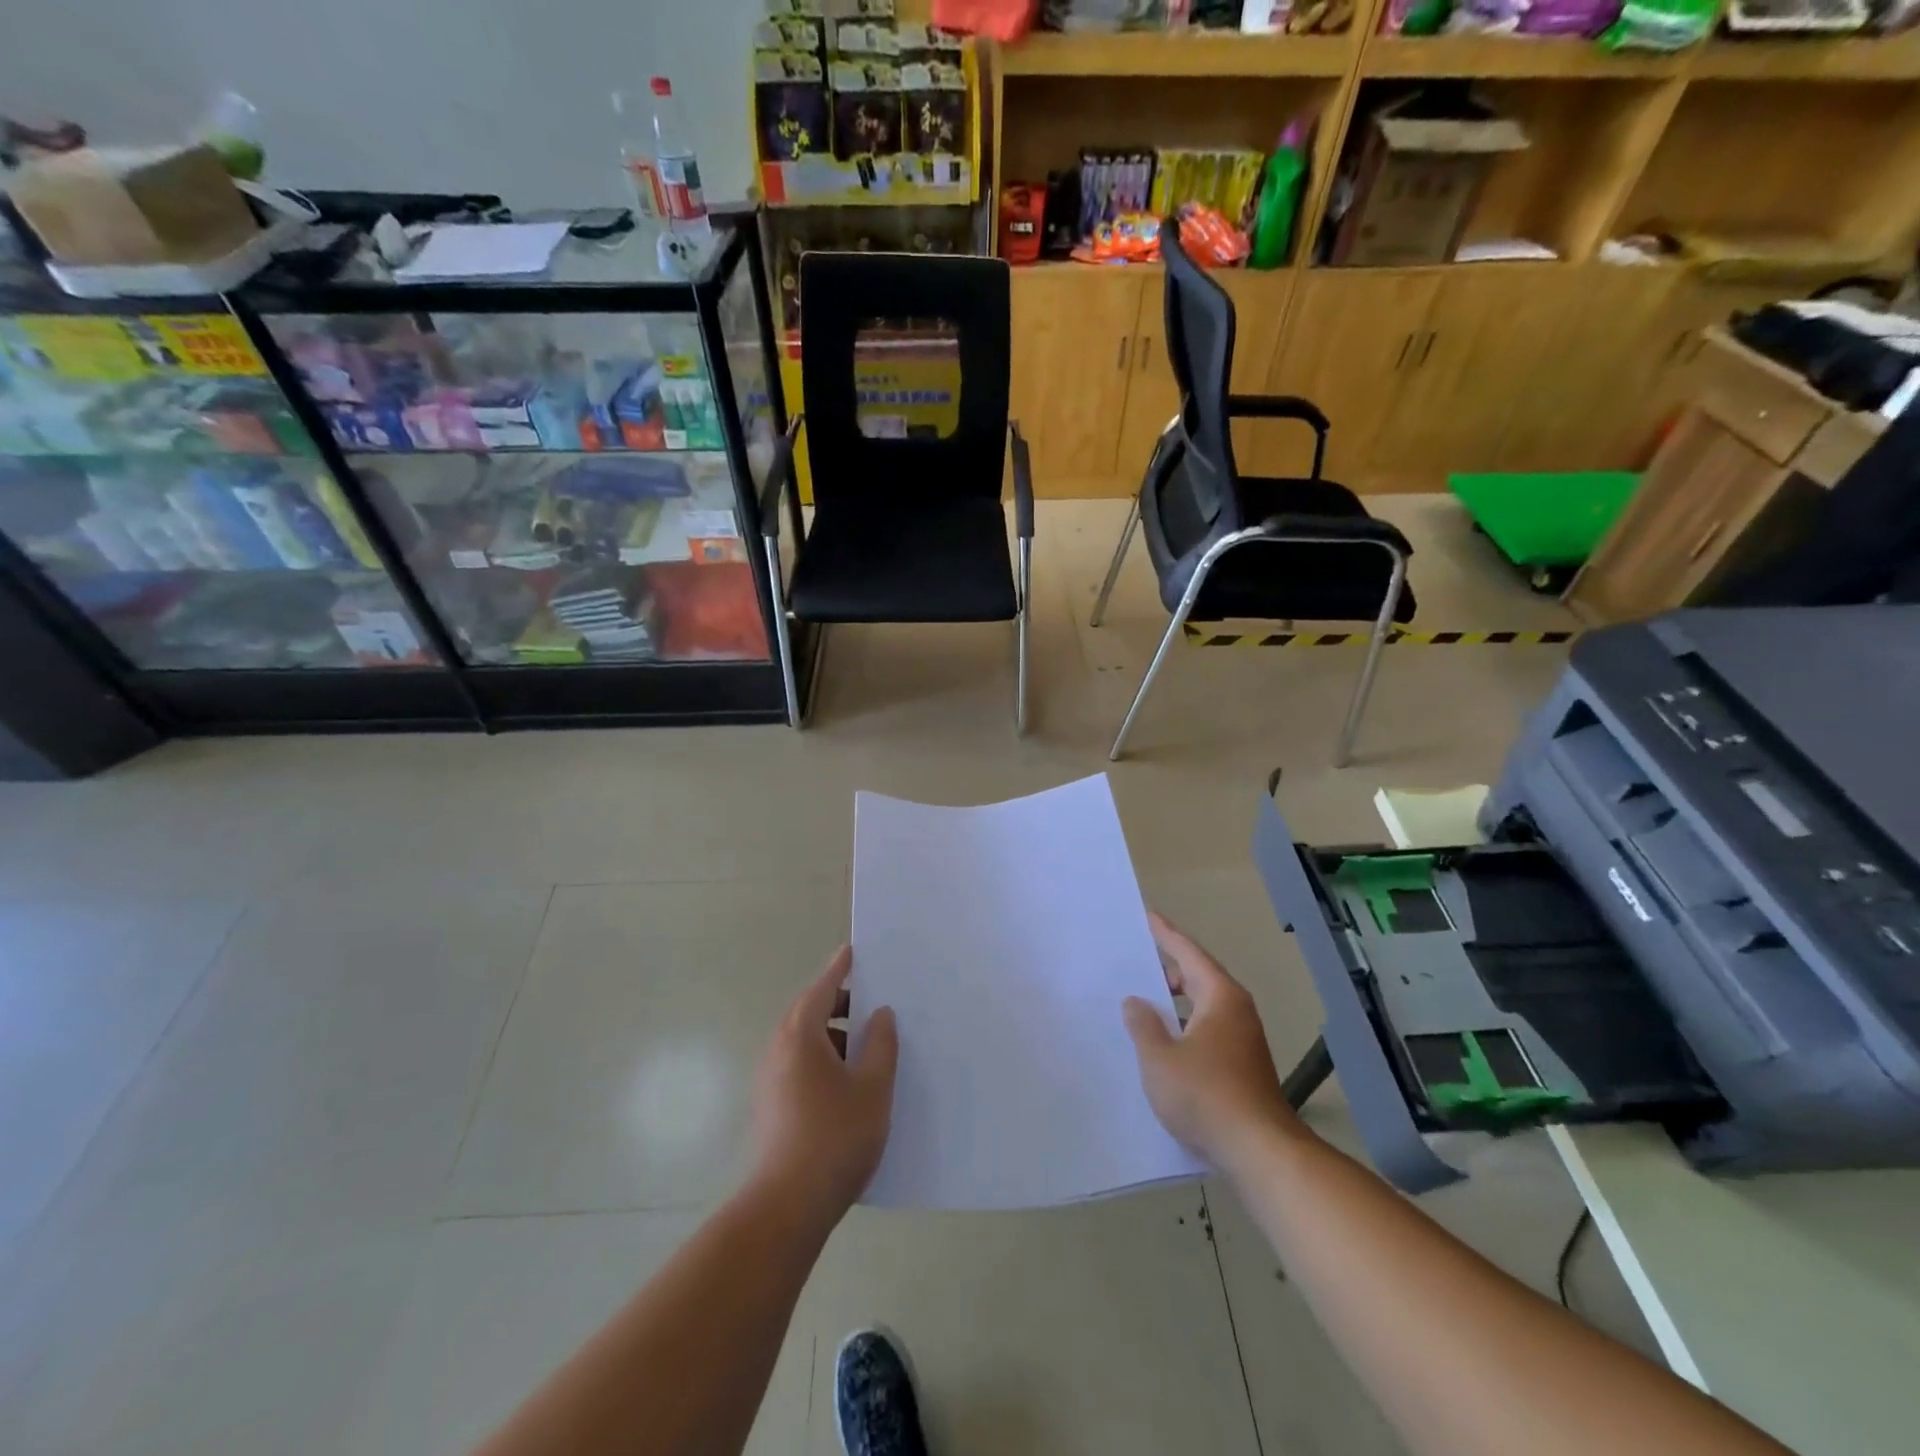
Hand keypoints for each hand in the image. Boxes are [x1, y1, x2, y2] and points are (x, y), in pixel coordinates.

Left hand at [749, 945, 898, 1224]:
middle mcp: (779, 1049)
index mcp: (801, 1034)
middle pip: (812, 1013)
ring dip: (837, 1038)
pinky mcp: (772, 1106)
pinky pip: (801, 1066)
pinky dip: (826, 1061)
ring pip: (807, 1043)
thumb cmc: (834, 1137)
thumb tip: (881, 1015)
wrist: (786, 1207)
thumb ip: (881, 1044)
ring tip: (871, 1050)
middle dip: (844, 1006)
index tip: (855, 951)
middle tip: (878, 1007)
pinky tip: (852, 1085)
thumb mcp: (872, 1088)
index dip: (842, 968)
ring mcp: (770, 1079)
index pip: (823, 987)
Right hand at [1123, 911, 1304, 1172]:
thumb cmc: (1206, 1095)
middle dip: (1167, 969)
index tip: (1147, 916)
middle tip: (1135, 963)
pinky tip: (1164, 1043)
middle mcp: (1236, 1011)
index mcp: (1220, 997)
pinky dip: (1184, 1026)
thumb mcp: (1160, 1058)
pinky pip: (1206, 1030)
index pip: (1188, 953)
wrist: (1259, 1151)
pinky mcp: (1242, 1067)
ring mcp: (1243, 1040)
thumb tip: (1136, 1002)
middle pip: (1198, 977)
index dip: (1165, 934)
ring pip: (1203, 1007)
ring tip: (1143, 1003)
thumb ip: (1143, 1025)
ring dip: (1175, 1002)